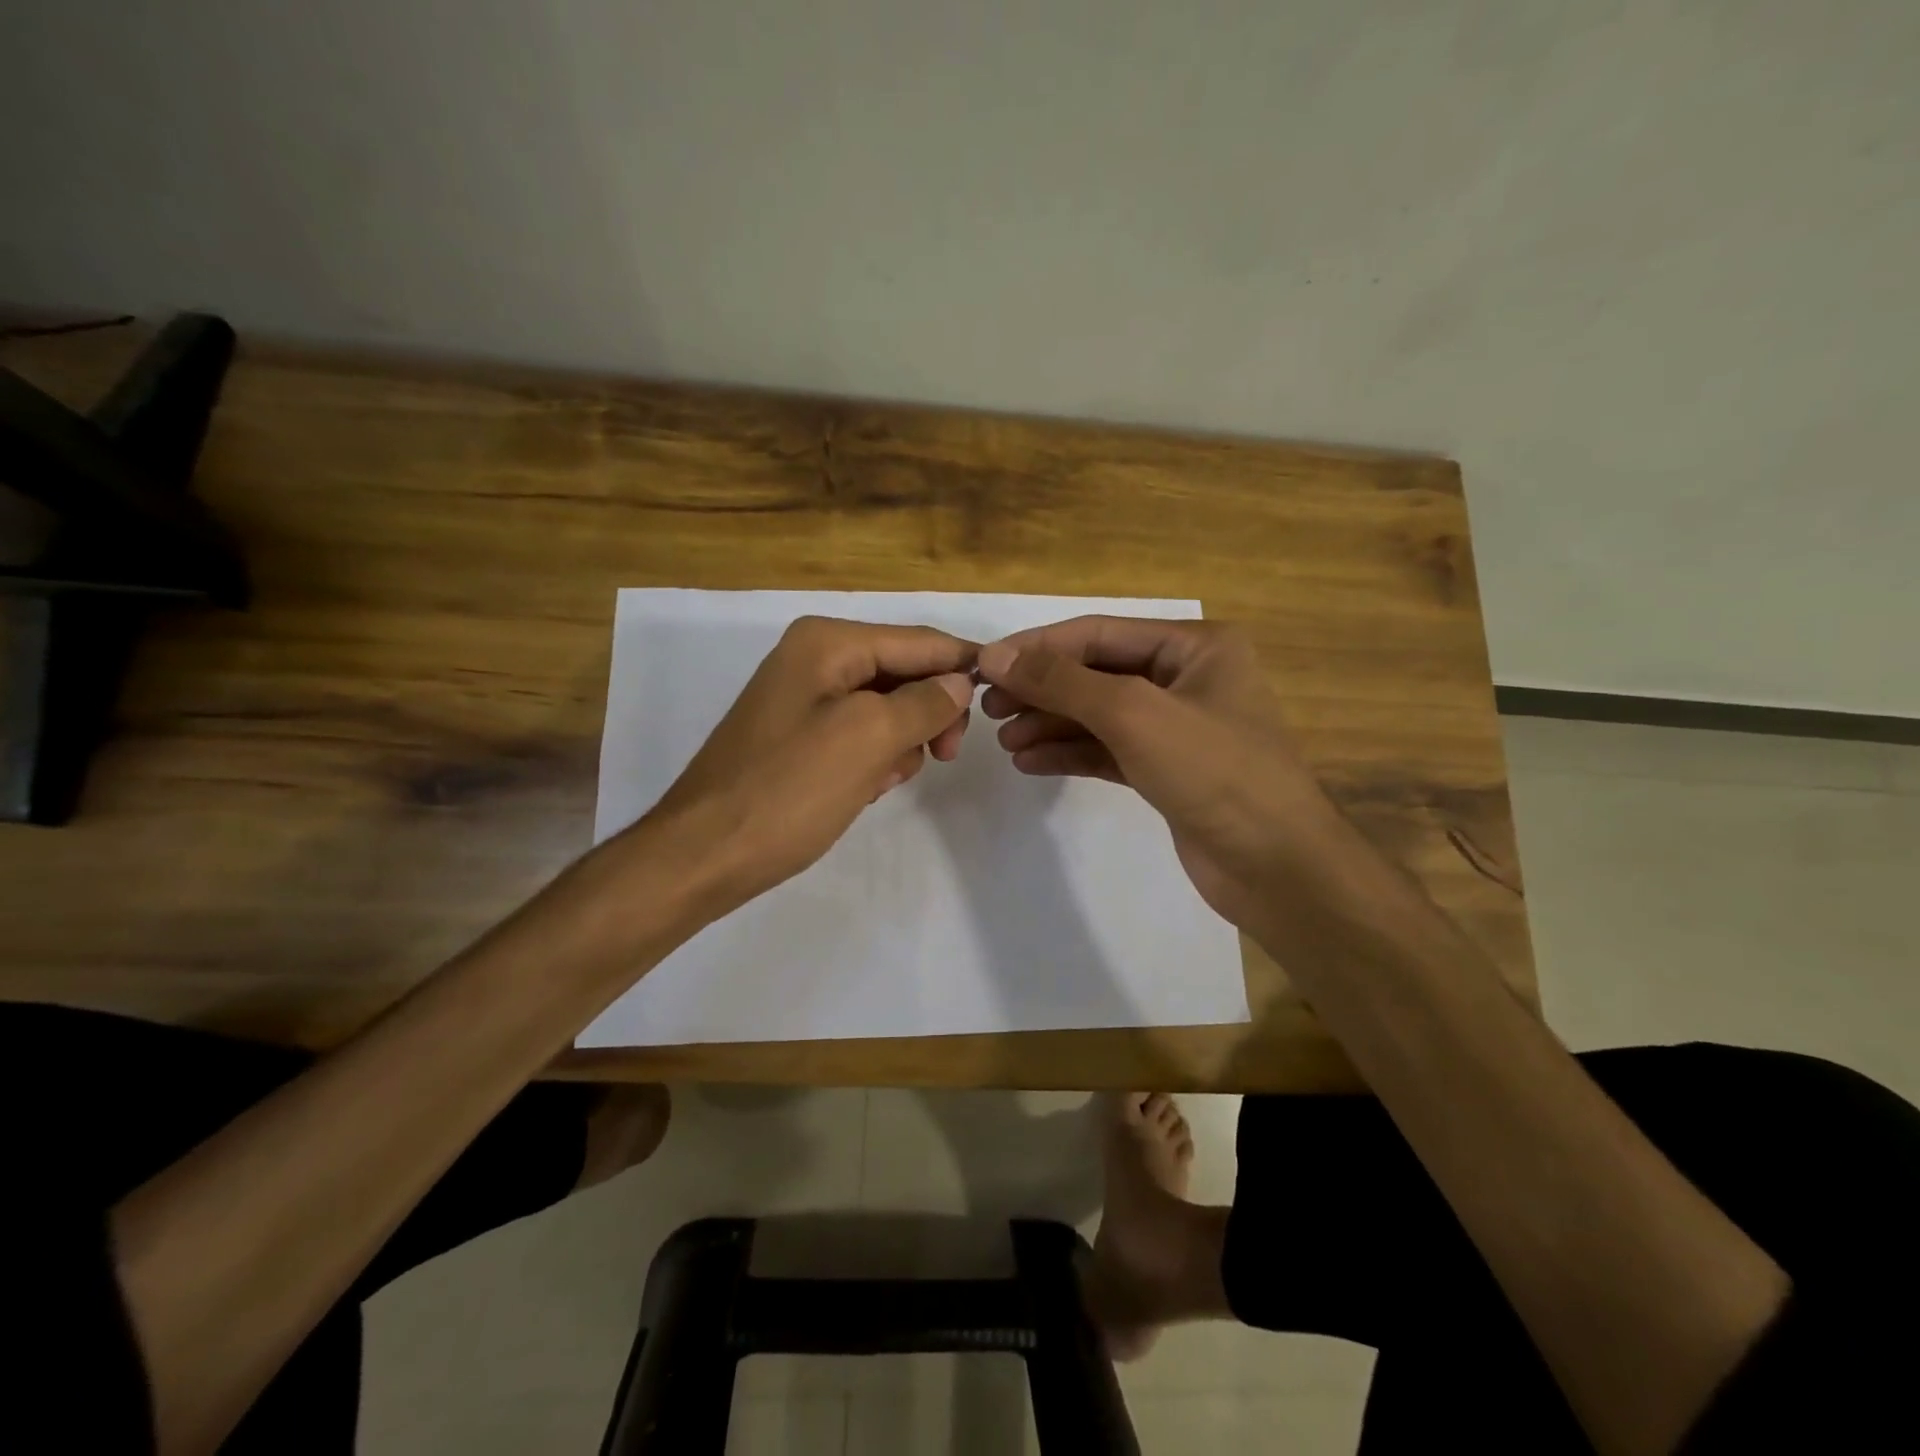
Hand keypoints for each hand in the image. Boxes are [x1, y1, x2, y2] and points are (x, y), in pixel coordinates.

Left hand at [642, 616, 975, 909]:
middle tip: (946, 757)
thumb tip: (960, 682)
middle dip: (929, 711)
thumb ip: (924, 703)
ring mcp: (803, 697)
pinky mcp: (798, 736)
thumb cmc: (788, 791)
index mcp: (828, 642)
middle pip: (902, 671)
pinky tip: (867, 788)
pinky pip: (858, 733)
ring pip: (885, 706)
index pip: (918, 641)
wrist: (703, 854)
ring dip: (901, 740)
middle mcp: (814, 657)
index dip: (964, 664)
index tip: (1004, 696)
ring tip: (887, 780)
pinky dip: (874, 756)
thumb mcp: (868, 739)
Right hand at [976, 616, 1333, 930]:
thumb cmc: (1214, 772)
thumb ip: (1063, 681)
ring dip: (1050, 724)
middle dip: (1042, 689)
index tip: (984, 666)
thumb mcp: (1133, 713)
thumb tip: (996, 655)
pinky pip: (1107, 750)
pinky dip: (1069, 753)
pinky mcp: (1166, 771)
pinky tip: (1030, 762)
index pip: (1098, 633)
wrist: (1277, 867)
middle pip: (1095, 673)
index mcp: (1194, 646)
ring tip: (1005, 740)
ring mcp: (1176, 727)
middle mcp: (1186, 678)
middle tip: (988, 708)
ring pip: (1098, 714)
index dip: (1038, 648)